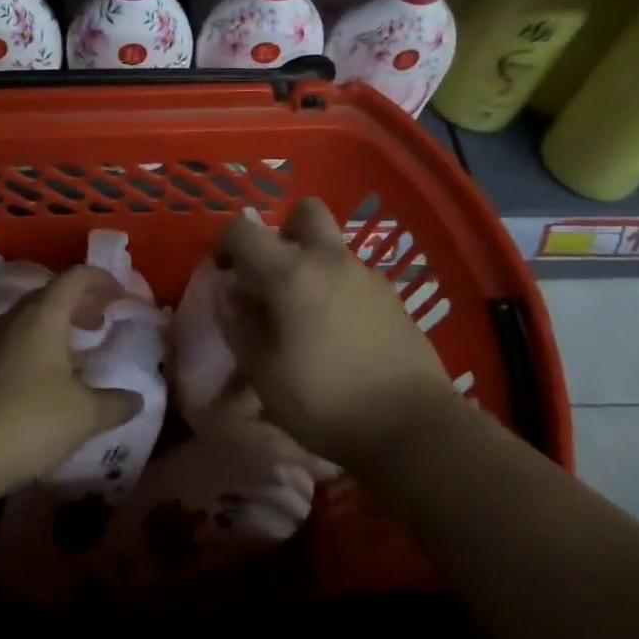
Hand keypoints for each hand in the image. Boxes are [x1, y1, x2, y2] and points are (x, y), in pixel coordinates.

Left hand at [0, 266, 142, 496]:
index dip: (103, 280)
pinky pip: (18, 340)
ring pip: (32, 318)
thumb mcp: (83, 415)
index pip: (76, 277)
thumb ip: (115, 403)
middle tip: (104, 321)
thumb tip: (137, 399)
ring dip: (59, 325)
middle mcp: (15, 317)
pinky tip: (51, 378)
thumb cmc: (28, 420)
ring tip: (81, 348)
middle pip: (52, 294)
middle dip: (81, 302)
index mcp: (44, 314)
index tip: (122, 296)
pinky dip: (41, 345)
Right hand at [216, 198, 456, 473]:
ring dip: (313, 264)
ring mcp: (367, 276)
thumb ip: (240, 325)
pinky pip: (355, 276)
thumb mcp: (264, 373)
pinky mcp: (393, 298)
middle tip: (274, 272)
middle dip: (284, 230)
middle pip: (305, 211)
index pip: (244, 230)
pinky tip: (340, 332)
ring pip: (332, 247)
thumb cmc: (325, 401)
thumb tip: (231, 294)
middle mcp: (330, 260)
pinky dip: (339, 289)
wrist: (413, 427)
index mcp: (290, 273)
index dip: (225, 244)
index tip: (224, 273)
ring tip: (306, 314)